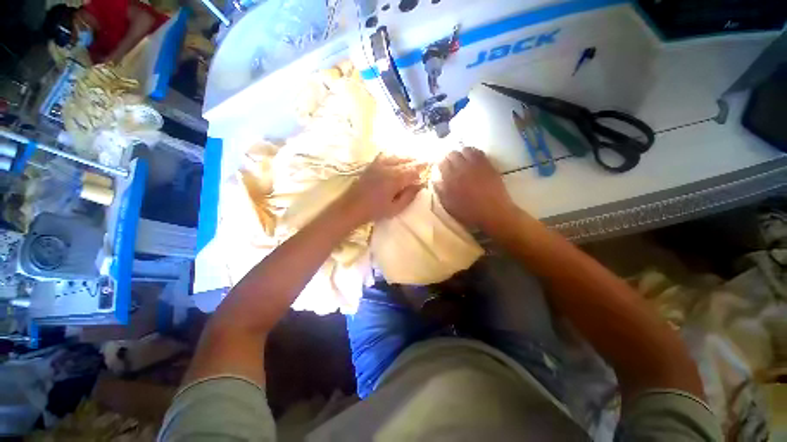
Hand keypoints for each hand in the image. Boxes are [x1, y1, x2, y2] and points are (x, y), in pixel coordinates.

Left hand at [342, 155, 425, 223]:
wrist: (352, 207)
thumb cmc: (375, 211)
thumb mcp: (395, 208)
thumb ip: (409, 196)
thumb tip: (421, 184)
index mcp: (395, 179)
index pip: (414, 170)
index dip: (423, 170)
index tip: (429, 169)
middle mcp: (388, 168)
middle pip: (407, 162)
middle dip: (417, 162)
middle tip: (426, 162)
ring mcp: (378, 164)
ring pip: (397, 156)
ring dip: (407, 158)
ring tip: (414, 160)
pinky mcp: (372, 164)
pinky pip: (385, 155)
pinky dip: (394, 155)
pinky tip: (397, 158)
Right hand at [434, 147, 516, 231]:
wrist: (493, 213)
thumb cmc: (468, 213)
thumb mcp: (449, 206)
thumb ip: (440, 192)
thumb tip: (435, 180)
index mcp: (450, 179)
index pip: (441, 163)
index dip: (440, 163)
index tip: (440, 167)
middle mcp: (462, 169)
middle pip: (452, 154)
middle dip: (449, 157)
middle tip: (450, 163)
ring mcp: (476, 165)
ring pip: (465, 150)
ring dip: (461, 153)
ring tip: (461, 159)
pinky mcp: (488, 164)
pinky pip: (478, 152)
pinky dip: (473, 152)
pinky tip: (472, 158)